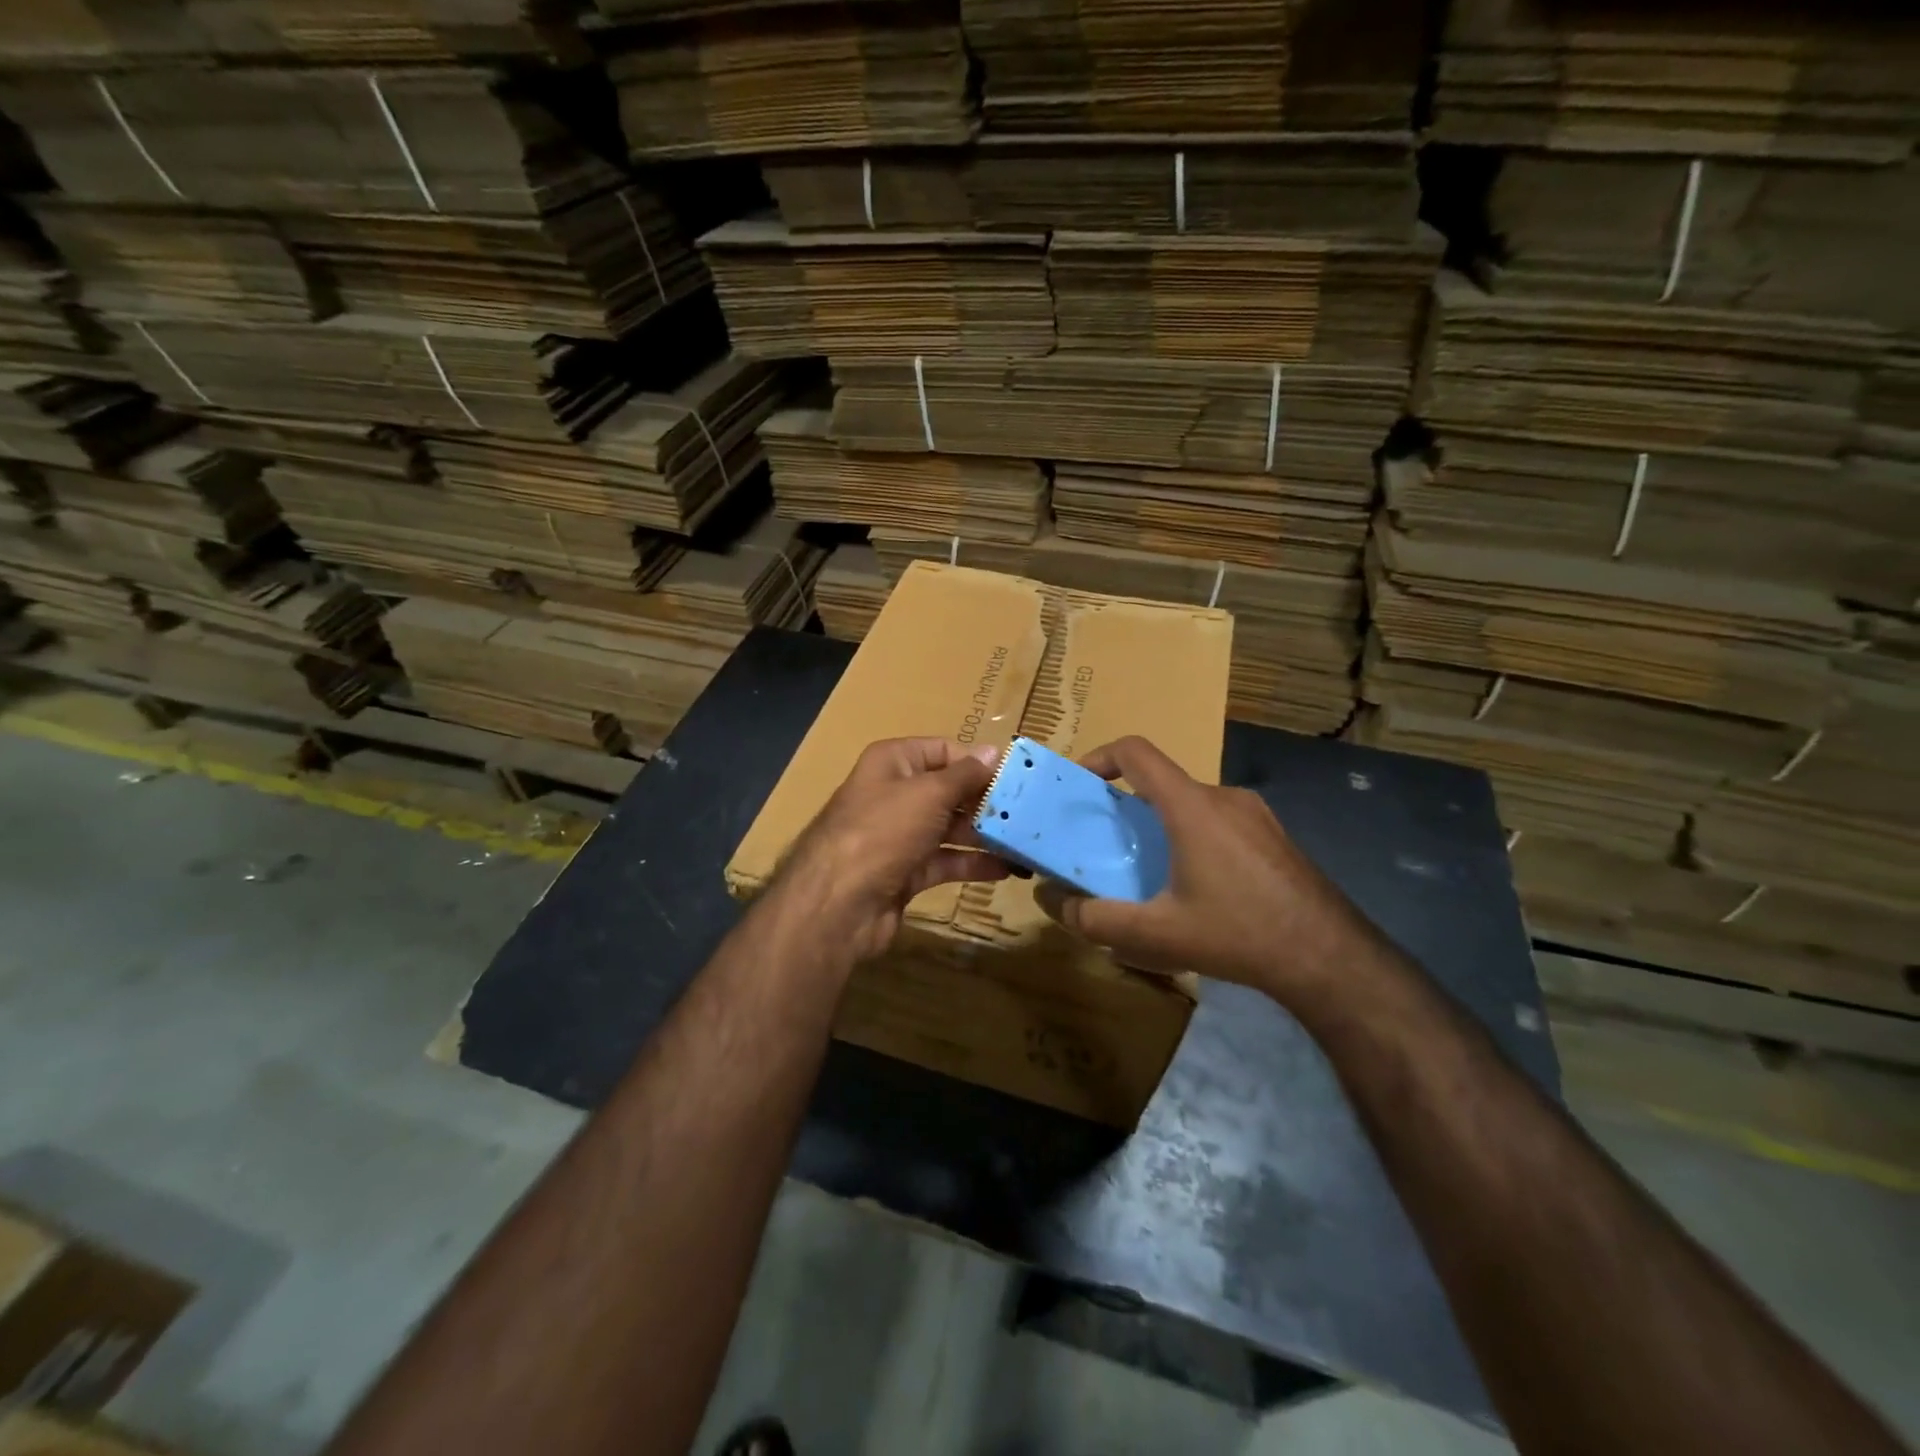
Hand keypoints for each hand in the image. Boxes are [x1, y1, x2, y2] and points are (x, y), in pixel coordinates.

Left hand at [775, 737, 1013, 960]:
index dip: (977, 761)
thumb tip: (993, 752)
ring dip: (986, 834)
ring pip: (950, 828)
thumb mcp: (928, 794)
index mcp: (893, 763)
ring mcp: (900, 836)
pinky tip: (1008, 868)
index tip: (1015, 776)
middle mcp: (895, 795)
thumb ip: (965, 775)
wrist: (838, 904)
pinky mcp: (906, 872)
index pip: (943, 750)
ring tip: (1026, 840)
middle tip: (1030, 811)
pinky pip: (946, 861)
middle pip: (949, 791)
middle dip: (986, 801)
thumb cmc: (883, 831)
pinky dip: (974, 863)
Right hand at [1035, 736, 1384, 1006]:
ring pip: (1191, 803)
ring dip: (1160, 824)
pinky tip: (1197, 887)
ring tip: (1149, 871)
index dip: (1099, 756)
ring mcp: (1255, 814)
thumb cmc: (1238, 934)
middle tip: (1107, 844)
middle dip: (1126, 805)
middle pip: (1161, 781)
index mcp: (1191, 806)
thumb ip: (1095, 918)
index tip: (1078, 784)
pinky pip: (1218, 821)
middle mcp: (1223, 796)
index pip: (1136, 752)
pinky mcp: (1273, 835)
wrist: (1329, 957)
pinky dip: (1192, 836)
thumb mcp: (1156, 934)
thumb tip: (1052, 901)